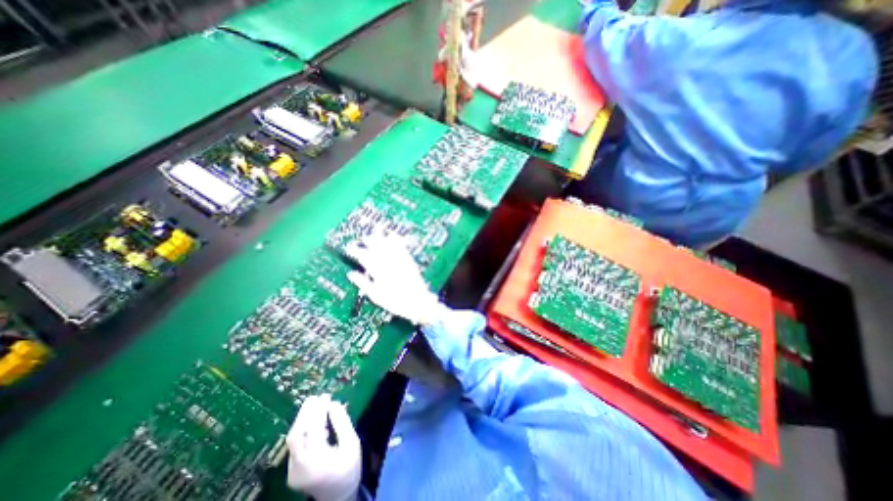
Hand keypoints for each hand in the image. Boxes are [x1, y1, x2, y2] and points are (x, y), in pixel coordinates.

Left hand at [285, 395, 356, 500]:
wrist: (338, 496)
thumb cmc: (349, 468)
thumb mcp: (352, 443)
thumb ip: (343, 423)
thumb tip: (333, 404)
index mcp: (317, 459)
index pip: (314, 429)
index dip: (319, 411)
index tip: (326, 396)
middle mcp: (300, 466)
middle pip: (296, 435)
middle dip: (305, 413)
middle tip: (315, 397)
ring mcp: (292, 470)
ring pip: (293, 439)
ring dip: (302, 419)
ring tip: (313, 404)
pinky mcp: (291, 471)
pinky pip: (295, 445)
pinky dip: (303, 429)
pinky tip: (312, 421)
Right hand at [347, 232, 449, 326]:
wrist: (418, 302)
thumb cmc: (395, 302)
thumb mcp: (376, 296)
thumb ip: (363, 283)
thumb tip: (351, 274)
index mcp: (378, 272)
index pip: (364, 257)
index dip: (355, 251)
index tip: (349, 248)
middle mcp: (389, 264)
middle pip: (376, 248)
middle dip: (369, 241)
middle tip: (363, 238)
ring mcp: (400, 261)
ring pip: (389, 245)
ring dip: (382, 237)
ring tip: (376, 230)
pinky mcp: (409, 260)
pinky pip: (402, 247)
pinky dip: (397, 240)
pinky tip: (393, 235)